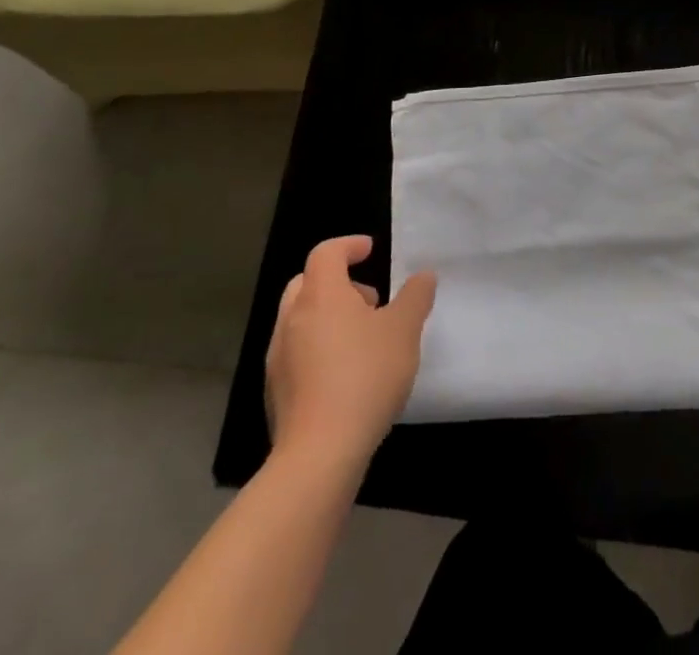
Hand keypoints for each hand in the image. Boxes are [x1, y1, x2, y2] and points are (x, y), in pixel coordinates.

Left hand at [264, 235, 436, 464]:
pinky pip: (296, 353)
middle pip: (307, 283)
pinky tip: (345, 375)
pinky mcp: (275, 392)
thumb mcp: (404, 330)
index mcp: (321, 295)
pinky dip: (318, 349)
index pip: (326, 253)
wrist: (319, 454)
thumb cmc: (365, 377)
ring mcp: (278, 358)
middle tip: (369, 298)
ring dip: (328, 317)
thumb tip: (423, 276)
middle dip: (337, 281)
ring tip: (363, 339)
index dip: (348, 245)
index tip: (370, 250)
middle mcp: (292, 319)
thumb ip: (415, 297)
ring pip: (300, 319)